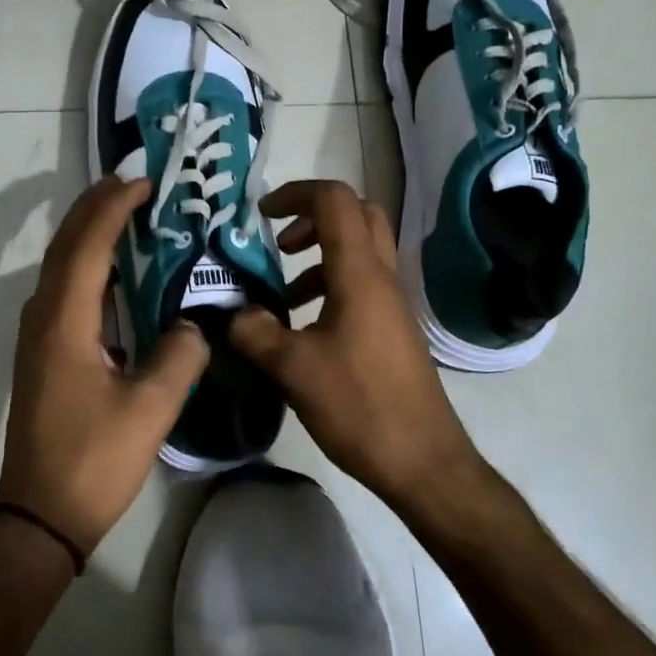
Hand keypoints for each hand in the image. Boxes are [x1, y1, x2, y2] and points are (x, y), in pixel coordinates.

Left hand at [0, 175, 210, 555]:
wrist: (42, 513)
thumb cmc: (94, 459)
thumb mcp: (150, 409)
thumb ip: (180, 355)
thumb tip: (196, 323)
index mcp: (65, 321)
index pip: (88, 246)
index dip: (113, 208)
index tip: (143, 181)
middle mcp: (43, 317)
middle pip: (65, 246)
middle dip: (96, 208)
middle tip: (134, 184)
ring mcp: (38, 335)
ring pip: (61, 266)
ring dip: (89, 233)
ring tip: (127, 213)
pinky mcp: (43, 353)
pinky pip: (64, 290)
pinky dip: (87, 265)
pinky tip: (115, 273)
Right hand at [228, 180, 479, 508]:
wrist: (423, 461)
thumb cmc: (360, 406)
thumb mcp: (293, 368)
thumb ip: (255, 331)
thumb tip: (232, 312)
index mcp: (359, 274)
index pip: (335, 201)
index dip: (295, 194)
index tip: (261, 215)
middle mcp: (381, 278)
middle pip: (357, 215)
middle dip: (313, 216)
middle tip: (279, 241)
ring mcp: (391, 304)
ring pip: (359, 251)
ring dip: (319, 255)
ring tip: (280, 291)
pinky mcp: (391, 328)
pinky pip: (361, 284)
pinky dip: (329, 285)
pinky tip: (301, 325)